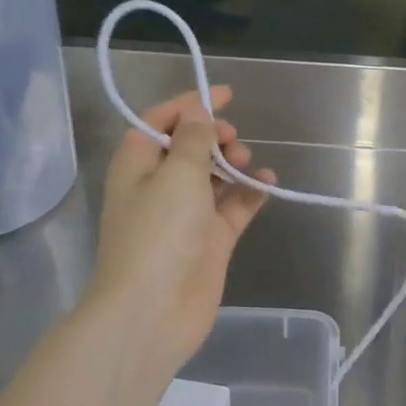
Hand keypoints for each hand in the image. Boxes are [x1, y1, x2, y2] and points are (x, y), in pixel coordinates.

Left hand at [84, 87, 274, 376]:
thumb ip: (193, 138)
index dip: (190, 103)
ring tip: (246, 163)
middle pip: (189, 147)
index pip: (160, 121)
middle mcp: (159, 187)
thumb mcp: (176, 173)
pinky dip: (250, 192)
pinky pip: (233, 206)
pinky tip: (267, 182)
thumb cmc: (158, 232)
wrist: (154, 311)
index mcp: (138, 165)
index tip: (225, 94)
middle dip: (214, 136)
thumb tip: (198, 112)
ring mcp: (186, 216)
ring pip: (213, 176)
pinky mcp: (210, 240)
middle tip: (232, 141)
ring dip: (232, 163)